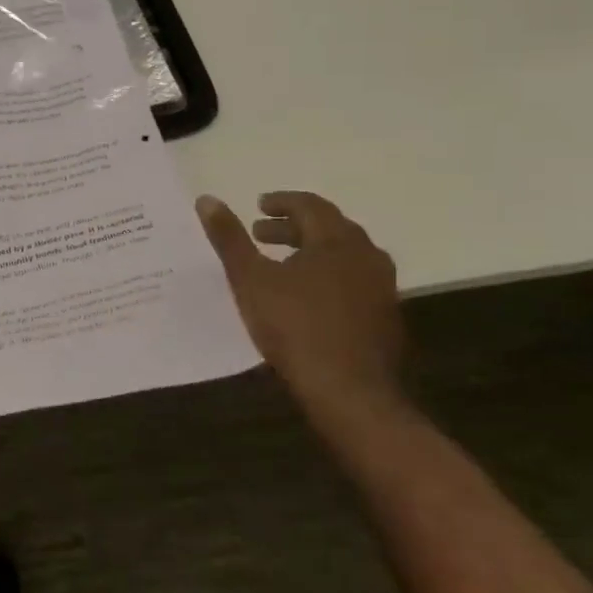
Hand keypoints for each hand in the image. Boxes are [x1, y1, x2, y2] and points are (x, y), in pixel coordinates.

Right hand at [197, 192, 404, 425]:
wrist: (351, 392)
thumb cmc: (295, 327)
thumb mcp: (250, 280)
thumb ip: (229, 238)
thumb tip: (206, 199)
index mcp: (337, 240)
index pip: (310, 205)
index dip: (281, 202)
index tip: (258, 206)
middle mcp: (367, 256)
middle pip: (329, 228)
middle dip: (293, 227)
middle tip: (261, 234)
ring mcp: (382, 287)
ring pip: (344, 256)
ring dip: (311, 252)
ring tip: (282, 264)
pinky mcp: (385, 317)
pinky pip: (354, 281)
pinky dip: (328, 275)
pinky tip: (307, 298)